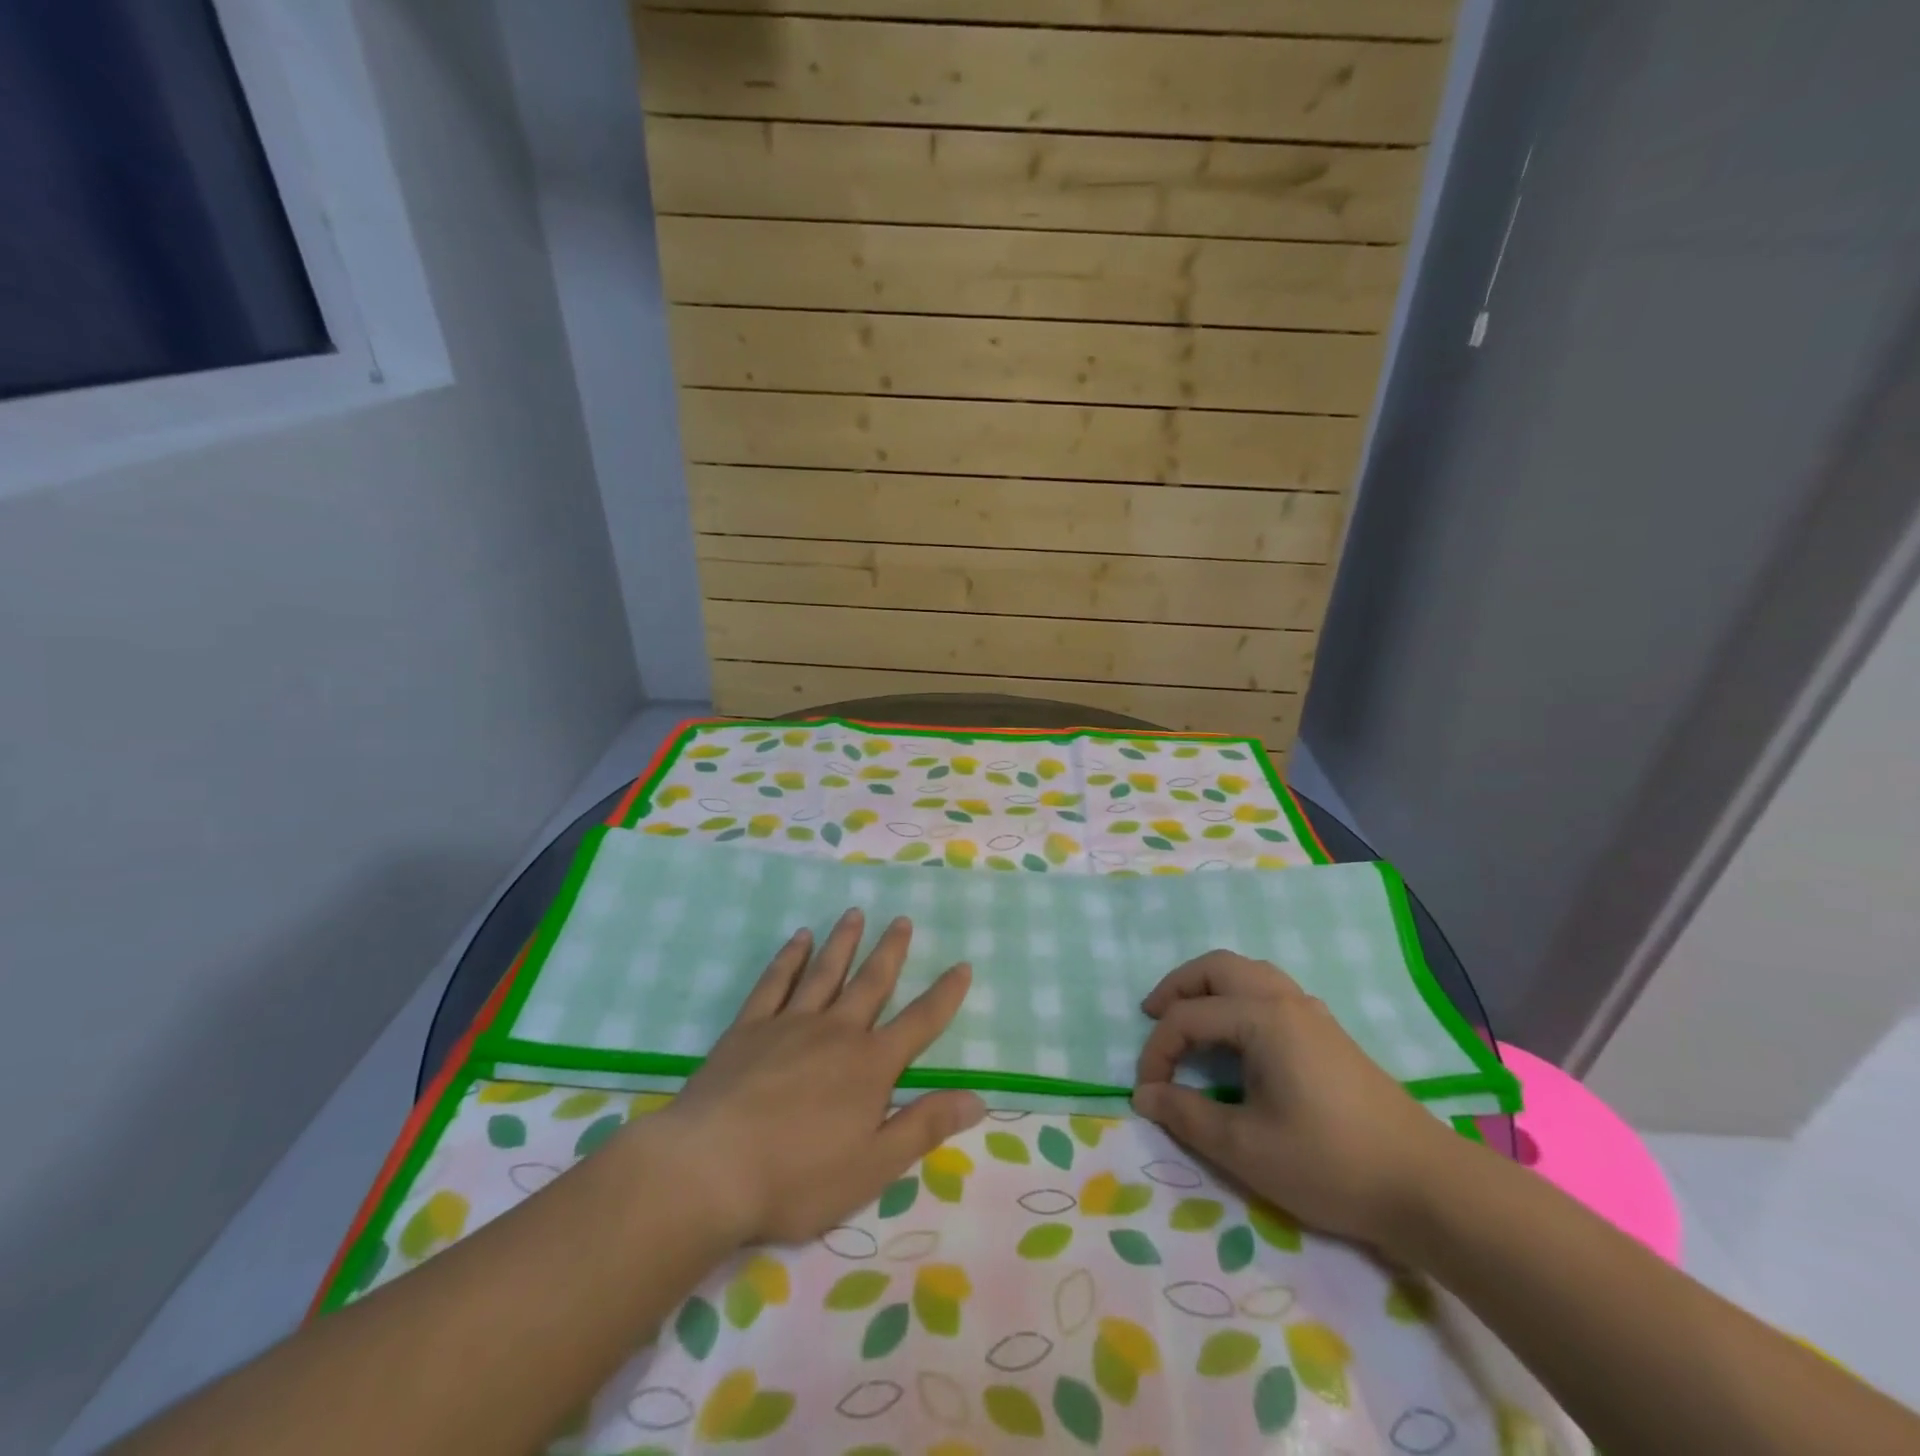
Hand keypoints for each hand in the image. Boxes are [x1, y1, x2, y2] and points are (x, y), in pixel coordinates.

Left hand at [657, 908, 985, 1245]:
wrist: (710, 1170)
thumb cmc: (797, 1178)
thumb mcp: (873, 1166)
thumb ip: (924, 1127)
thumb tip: (977, 1098)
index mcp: (870, 1066)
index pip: (919, 1023)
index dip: (945, 995)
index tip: (962, 965)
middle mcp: (836, 1032)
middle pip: (871, 982)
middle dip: (891, 951)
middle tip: (902, 920)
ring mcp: (790, 1024)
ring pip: (825, 972)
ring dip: (844, 941)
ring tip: (855, 913)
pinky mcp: (749, 1027)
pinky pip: (776, 981)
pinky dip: (790, 957)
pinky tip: (799, 938)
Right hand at [1131, 950, 1451, 1247]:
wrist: (1428, 1186)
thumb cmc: (1331, 1163)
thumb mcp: (1246, 1148)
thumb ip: (1187, 1116)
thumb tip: (1144, 1096)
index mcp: (1262, 1018)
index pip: (1188, 1018)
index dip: (1157, 1052)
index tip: (1147, 1093)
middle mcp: (1285, 1000)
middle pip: (1217, 967)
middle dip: (1177, 986)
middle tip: (1152, 1017)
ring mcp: (1312, 1012)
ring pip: (1248, 973)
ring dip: (1209, 986)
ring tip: (1189, 1017)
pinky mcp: (1329, 1032)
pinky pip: (1270, 990)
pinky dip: (1238, 997)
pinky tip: (1238, 1036)